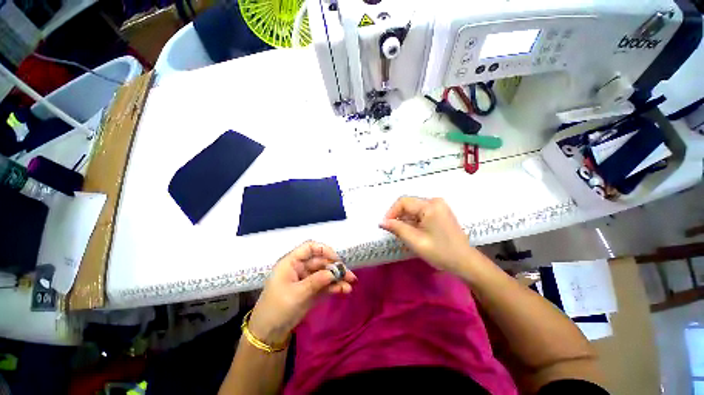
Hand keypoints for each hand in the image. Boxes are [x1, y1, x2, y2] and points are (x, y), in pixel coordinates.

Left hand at [248, 241, 356, 344]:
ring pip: (325, 273)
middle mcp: (300, 267)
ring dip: (338, 278)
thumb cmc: (277, 308)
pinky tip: (344, 290)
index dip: (324, 250)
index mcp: (292, 262)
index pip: (310, 248)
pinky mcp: (311, 290)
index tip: (337, 259)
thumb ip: (317, 281)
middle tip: (350, 275)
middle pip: (321, 261)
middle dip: (336, 267)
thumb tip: (336, 272)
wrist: (268, 333)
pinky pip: (325, 285)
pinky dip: (335, 286)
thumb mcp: (297, 294)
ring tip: (351, 283)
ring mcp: (307, 279)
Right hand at [379, 197, 476, 273]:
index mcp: (430, 206)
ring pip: (414, 209)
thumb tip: (382, 222)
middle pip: (409, 204)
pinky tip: (413, 232)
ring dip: (405, 219)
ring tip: (403, 233)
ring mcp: (439, 206)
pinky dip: (413, 221)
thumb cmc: (441, 252)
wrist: (465, 262)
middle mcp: (435, 201)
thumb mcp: (416, 241)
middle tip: (393, 231)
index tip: (385, 225)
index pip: (403, 202)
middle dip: (398, 216)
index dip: (391, 212)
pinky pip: (421, 212)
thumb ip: (397, 228)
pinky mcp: (440, 212)